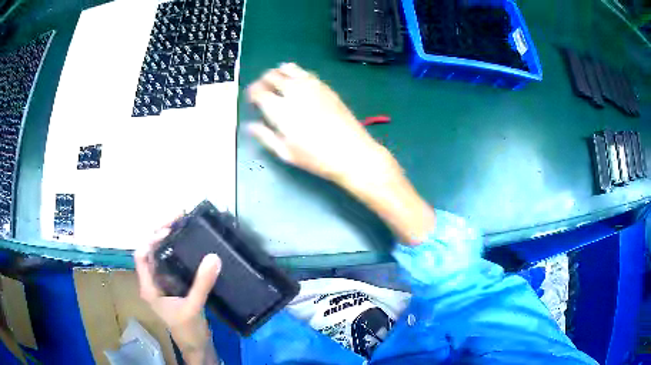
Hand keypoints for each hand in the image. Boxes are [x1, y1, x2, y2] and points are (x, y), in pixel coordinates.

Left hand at [134, 227, 220, 364]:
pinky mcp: (174, 285)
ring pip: (161, 255)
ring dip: (170, 239)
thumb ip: (202, 284)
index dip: (151, 239)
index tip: (169, 229)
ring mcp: (163, 283)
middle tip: (178, 217)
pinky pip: (173, 262)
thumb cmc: (188, 330)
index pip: (142, 256)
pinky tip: (189, 245)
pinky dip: (178, 250)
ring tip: (183, 224)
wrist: (197, 346)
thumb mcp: (193, 307)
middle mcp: (153, 281)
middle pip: (151, 250)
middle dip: (161, 232)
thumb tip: (213, 257)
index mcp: (149, 286)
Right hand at [246, 63, 434, 243]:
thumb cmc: (316, 157)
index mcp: (280, 109)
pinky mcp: (325, 86)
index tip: (253, 100)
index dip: (252, 93)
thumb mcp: (286, 153)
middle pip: (271, 75)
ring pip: (288, 68)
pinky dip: (295, 74)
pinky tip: (297, 85)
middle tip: (263, 92)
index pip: (258, 91)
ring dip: (279, 73)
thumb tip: (251, 125)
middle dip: (262, 81)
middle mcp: (293, 92)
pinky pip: (305, 72)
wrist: (352, 152)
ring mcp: (311, 86)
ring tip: (279, 85)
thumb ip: (265, 136)